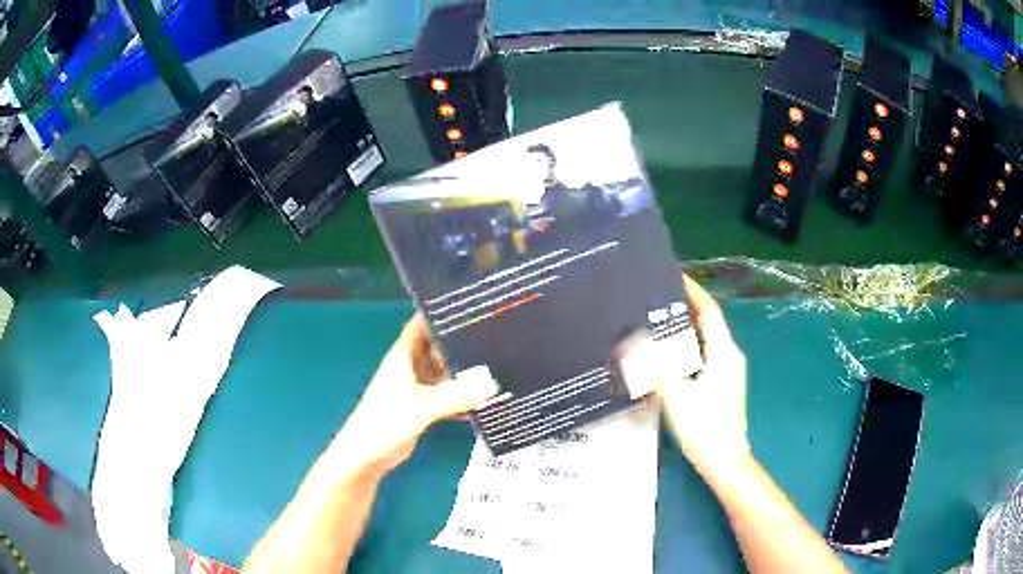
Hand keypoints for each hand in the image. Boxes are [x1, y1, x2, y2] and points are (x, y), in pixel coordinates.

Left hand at [327, 314, 498, 478]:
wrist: (366, 456)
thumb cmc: (385, 423)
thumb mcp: (422, 407)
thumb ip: (456, 395)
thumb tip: (493, 381)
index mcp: (404, 355)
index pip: (423, 322)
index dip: (442, 310)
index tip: (473, 303)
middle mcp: (410, 366)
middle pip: (438, 345)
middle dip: (462, 339)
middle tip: (497, 332)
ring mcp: (416, 387)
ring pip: (444, 370)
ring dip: (464, 368)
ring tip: (499, 361)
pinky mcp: (422, 406)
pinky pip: (447, 393)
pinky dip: (462, 394)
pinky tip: (486, 397)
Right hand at [659, 275, 749, 475]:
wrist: (724, 460)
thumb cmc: (703, 426)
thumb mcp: (675, 393)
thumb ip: (655, 365)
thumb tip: (634, 339)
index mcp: (724, 351)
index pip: (709, 311)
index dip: (694, 291)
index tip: (673, 274)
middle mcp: (730, 356)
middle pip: (708, 323)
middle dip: (685, 307)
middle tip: (655, 298)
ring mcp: (728, 371)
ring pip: (705, 340)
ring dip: (685, 329)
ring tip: (656, 321)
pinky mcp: (722, 385)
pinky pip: (703, 356)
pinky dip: (687, 348)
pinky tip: (666, 355)